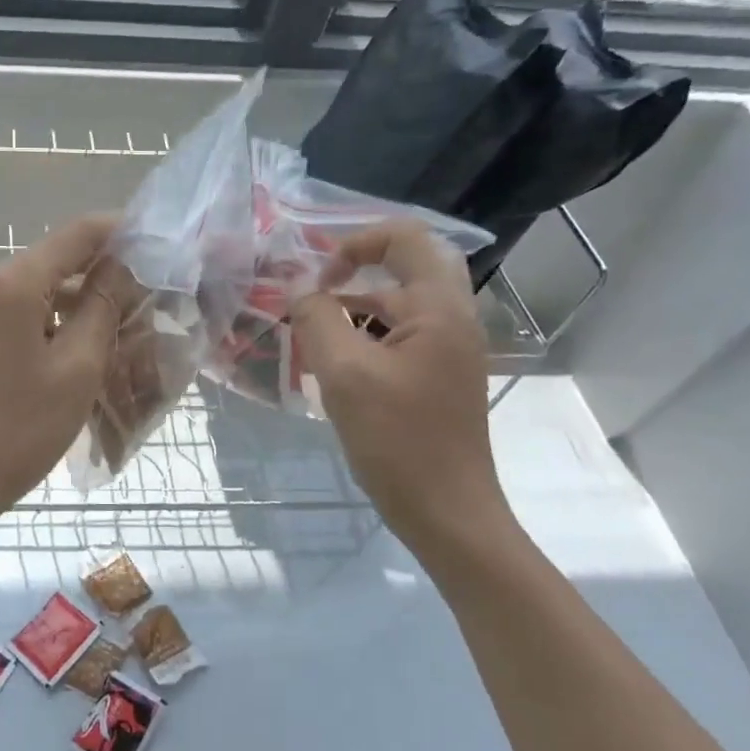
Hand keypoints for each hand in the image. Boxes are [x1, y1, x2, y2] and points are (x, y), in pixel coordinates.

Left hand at [0, 215, 119, 525]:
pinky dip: (41, 319)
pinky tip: (67, 347)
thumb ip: (103, 306)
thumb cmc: (21, 428)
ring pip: (29, 288)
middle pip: (50, 261)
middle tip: (140, 299)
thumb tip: (122, 265)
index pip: (75, 235)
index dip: (117, 231)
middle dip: (96, 274)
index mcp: (10, 283)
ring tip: (111, 329)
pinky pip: (8, 310)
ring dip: (70, 301)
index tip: (153, 241)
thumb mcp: (78, 368)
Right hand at [290, 220, 512, 551]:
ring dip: (351, 312)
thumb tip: (299, 290)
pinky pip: (395, 339)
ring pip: (394, 308)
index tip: (319, 278)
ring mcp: (447, 351)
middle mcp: (451, 320)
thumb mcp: (345, 373)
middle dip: (350, 277)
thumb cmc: (398, 440)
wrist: (447, 513)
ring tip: (310, 340)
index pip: (405, 238)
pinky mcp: (436, 378)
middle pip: (400, 270)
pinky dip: (361, 340)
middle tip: (311, 298)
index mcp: (439, 309)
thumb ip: (317, 319)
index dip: (355, 242)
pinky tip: (332, 369)